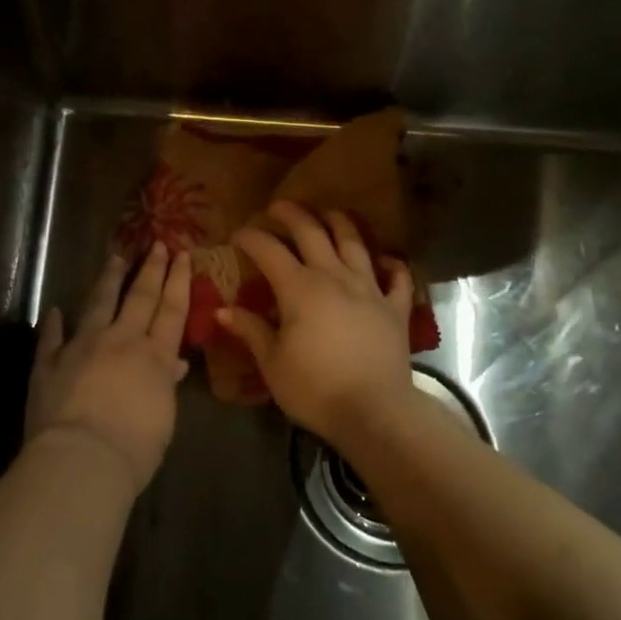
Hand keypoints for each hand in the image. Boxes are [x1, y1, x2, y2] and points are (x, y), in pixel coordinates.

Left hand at [27, 244, 191, 493]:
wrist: (83, 458)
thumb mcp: (164, 417)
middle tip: (157, 244)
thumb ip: (166, 384)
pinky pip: (51, 338)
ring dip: (108, 280)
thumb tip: (175, 364)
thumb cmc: (135, 447)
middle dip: (151, 269)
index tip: (182, 254)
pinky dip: (53, 324)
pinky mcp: (49, 363)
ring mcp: (82, 347)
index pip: (171, 310)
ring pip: (98, 304)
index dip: (178, 280)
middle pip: (139, 297)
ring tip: (115, 258)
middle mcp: (121, 341)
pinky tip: (54, 310)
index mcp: (154, 356)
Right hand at [218, 202, 416, 446]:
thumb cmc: (315, 389)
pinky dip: (391, 264)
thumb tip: (223, 311)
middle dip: (292, 215)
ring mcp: (370, 289)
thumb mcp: (273, 363)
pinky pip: (397, 277)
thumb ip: (251, 331)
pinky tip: (385, 260)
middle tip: (278, 207)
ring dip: (340, 223)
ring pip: (355, 243)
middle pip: (312, 233)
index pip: (269, 251)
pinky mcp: (396, 308)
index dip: (251, 238)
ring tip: (329, 214)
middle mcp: (335, 277)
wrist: (375, 412)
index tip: (237, 234)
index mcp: (300, 288)